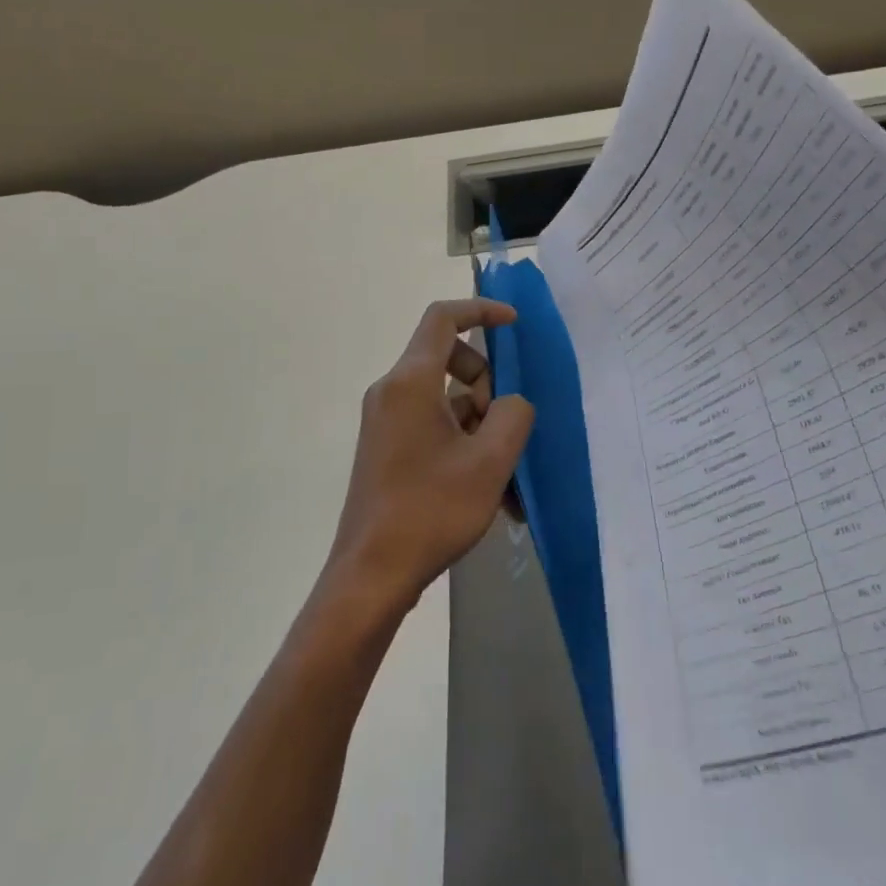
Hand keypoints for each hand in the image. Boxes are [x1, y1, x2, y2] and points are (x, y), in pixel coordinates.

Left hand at [323, 298, 534, 618]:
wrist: (372, 574)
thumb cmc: (431, 510)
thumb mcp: (490, 461)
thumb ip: (512, 415)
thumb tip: (509, 404)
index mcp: (410, 382)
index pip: (443, 319)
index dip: (481, 311)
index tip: (514, 324)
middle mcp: (391, 392)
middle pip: (448, 358)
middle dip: (486, 382)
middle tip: (502, 426)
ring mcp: (385, 421)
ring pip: (444, 397)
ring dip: (479, 421)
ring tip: (504, 475)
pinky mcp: (386, 447)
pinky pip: (432, 425)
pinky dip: (462, 442)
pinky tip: (488, 490)